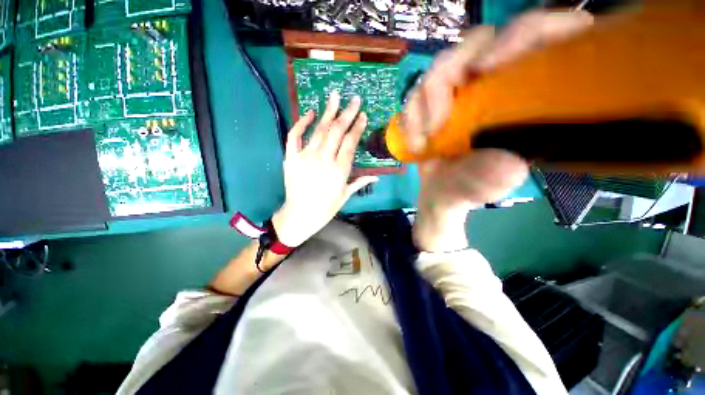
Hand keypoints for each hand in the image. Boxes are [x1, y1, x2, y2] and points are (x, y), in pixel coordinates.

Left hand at [272, 92, 377, 247]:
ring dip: (328, 111)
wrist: (300, 215)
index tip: (363, 115)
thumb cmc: (325, 208)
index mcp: (339, 170)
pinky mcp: (291, 157)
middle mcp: (324, 159)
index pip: (350, 142)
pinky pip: (294, 136)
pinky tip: (310, 113)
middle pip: (337, 131)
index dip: (358, 127)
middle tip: (354, 99)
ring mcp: (306, 157)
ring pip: (319, 129)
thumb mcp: (345, 195)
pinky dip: (301, 123)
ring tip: (335, 96)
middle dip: (347, 113)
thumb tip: (377, 177)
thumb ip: (360, 182)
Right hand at [409, 11, 593, 251]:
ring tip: (422, 142)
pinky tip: (415, 142)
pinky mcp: (437, 100)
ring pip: (441, 66)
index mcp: (530, 97)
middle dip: (449, 75)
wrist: (438, 192)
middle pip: (480, 41)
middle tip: (437, 121)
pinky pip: (417, 91)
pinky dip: (410, 116)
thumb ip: (494, 175)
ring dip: (422, 104)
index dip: (526, 33)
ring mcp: (464, 89)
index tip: (486, 68)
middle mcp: (498, 83)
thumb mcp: (485, 186)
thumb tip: (506, 161)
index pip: (548, 35)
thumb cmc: (467, 189)